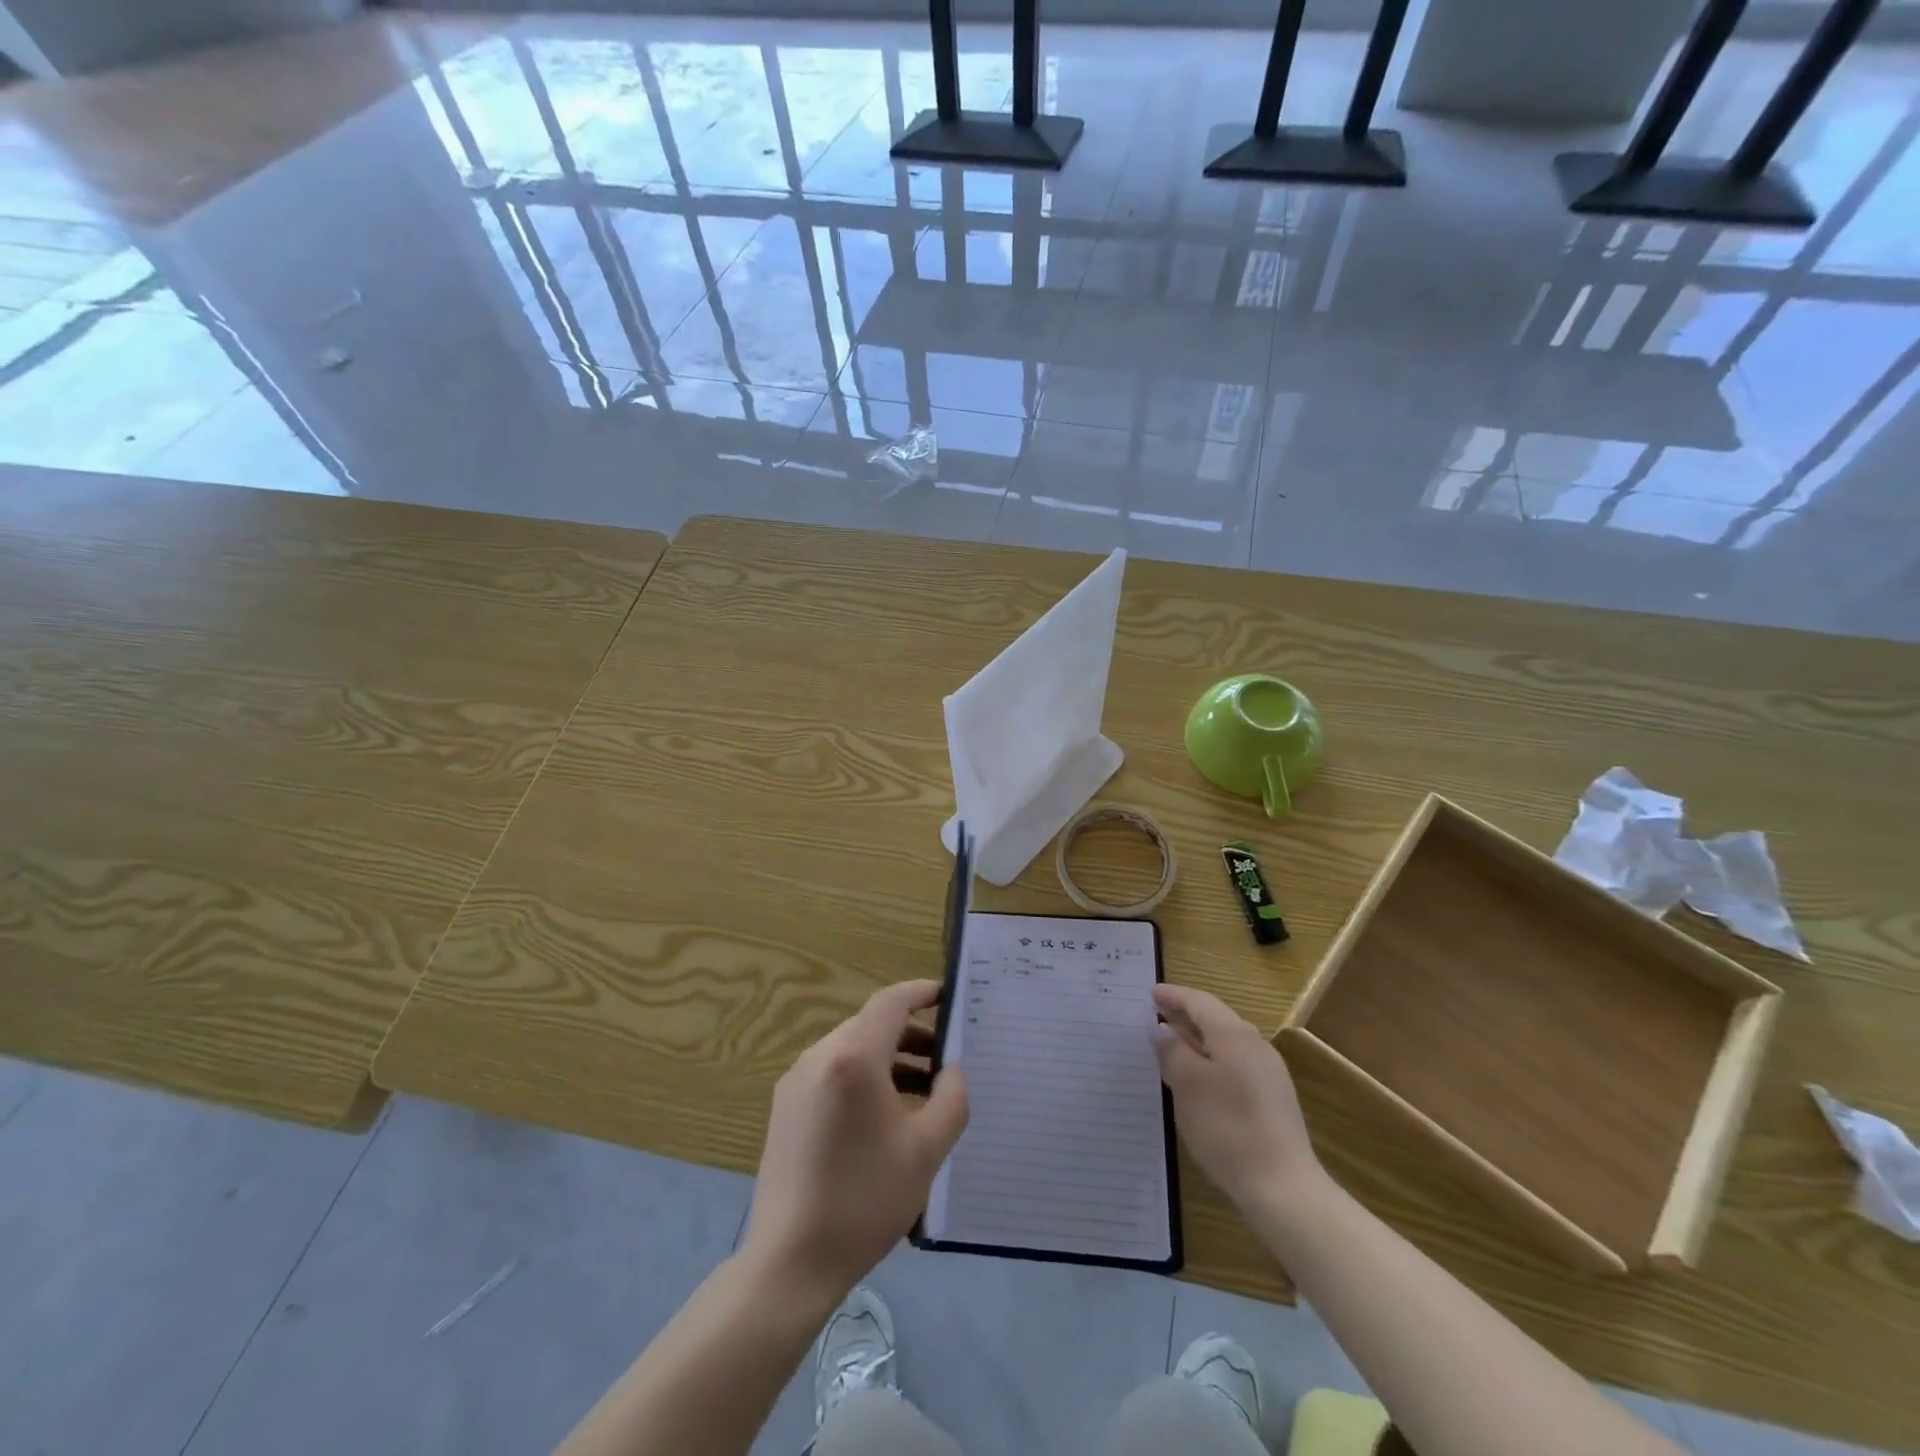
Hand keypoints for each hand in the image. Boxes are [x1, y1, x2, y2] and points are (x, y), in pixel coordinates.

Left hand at [742, 980, 968, 1304]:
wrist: (790, 1262)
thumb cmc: (865, 1200)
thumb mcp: (926, 1150)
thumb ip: (951, 1098)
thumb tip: (950, 1070)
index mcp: (853, 1056)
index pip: (891, 1002)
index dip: (922, 992)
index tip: (948, 996)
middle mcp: (819, 1055)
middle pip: (871, 1025)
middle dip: (911, 1034)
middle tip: (946, 1059)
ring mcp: (797, 1081)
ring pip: (852, 1050)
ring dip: (889, 1059)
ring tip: (924, 1090)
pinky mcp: (785, 1107)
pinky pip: (833, 1073)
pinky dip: (864, 1077)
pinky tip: (885, 1114)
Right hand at [1152, 984, 1320, 1211]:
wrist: (1283, 1187)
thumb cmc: (1227, 1128)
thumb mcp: (1188, 1085)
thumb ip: (1172, 1050)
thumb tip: (1162, 1028)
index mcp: (1234, 1035)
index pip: (1200, 1002)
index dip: (1173, 995)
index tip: (1150, 993)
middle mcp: (1255, 1046)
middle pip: (1215, 1018)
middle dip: (1185, 1015)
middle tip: (1156, 1015)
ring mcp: (1268, 1073)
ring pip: (1226, 1042)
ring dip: (1197, 1038)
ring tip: (1171, 1045)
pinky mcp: (1272, 1098)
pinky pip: (1234, 1062)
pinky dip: (1210, 1059)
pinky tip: (1197, 1077)